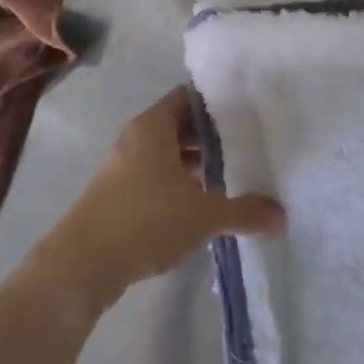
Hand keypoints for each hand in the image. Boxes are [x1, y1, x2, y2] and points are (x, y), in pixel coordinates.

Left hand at [43, 88, 283, 312]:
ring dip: (194, 162)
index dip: (217, 103)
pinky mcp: (116, 193)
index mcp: (152, 126)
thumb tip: (282, 216)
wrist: (81, 265)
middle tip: (246, 145)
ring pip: (166, 153)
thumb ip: (244, 212)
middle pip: (179, 125)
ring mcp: (122, 166)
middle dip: (210, 136)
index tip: (247, 113)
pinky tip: (200, 203)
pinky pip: (154, 175)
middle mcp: (135, 138)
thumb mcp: (203, 216)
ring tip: (229, 175)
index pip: (189, 98)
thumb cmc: (145, 221)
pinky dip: (177, 182)